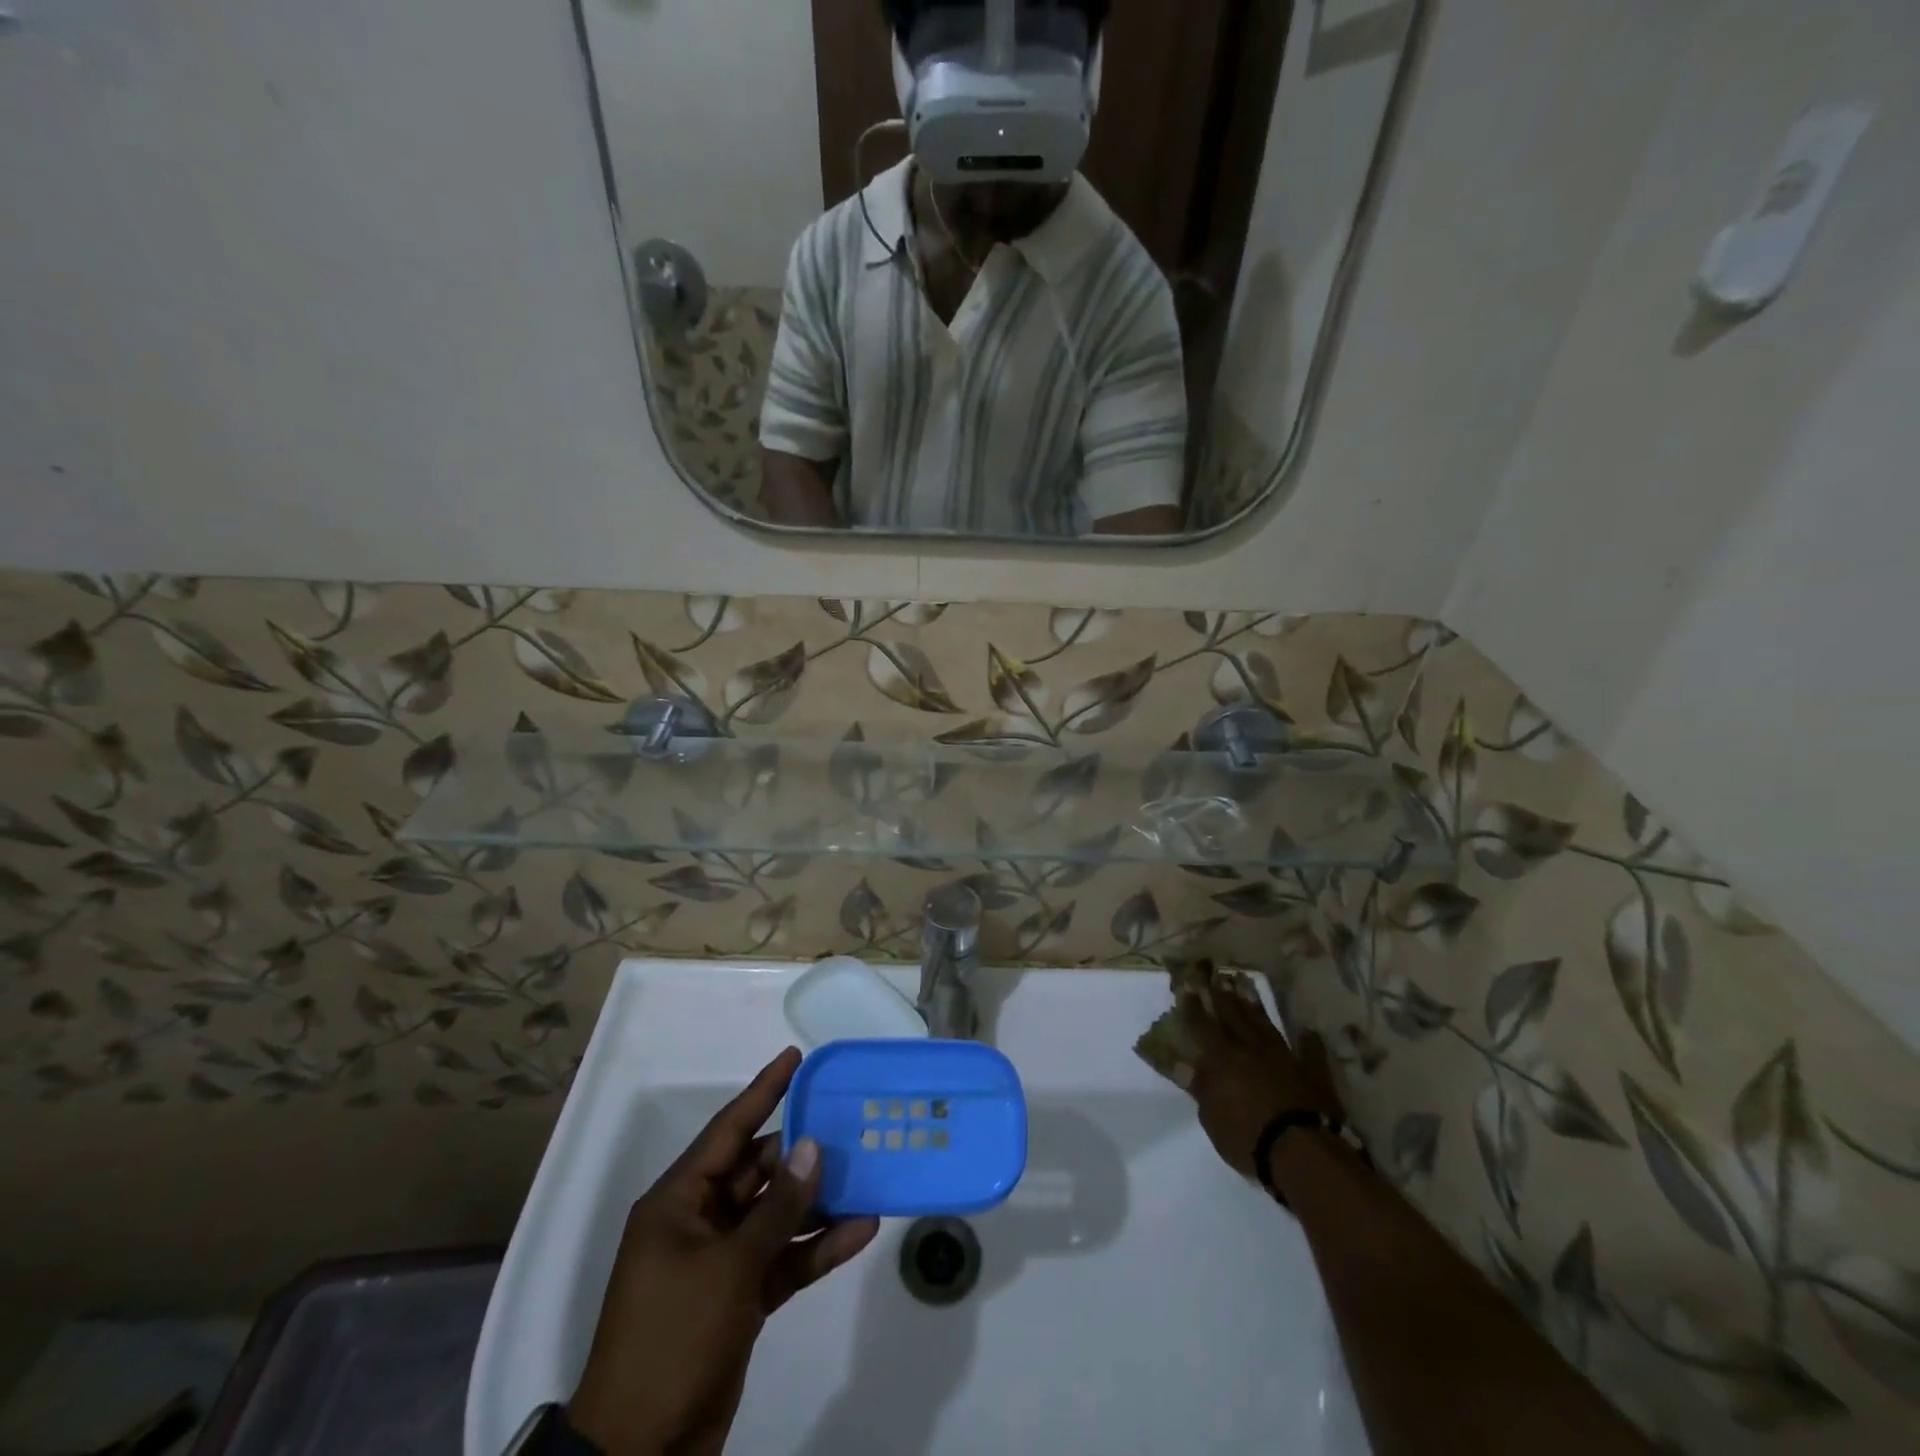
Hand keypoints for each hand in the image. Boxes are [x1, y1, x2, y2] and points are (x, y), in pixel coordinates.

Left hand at [568, 1047, 879, 1455]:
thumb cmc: (673, 1340)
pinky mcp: (740, 1298)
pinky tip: (860, 1231)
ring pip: (777, 1214)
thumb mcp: (728, 1269)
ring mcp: (721, 1261)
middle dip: (802, 1151)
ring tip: (866, 1173)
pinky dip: (817, 1247)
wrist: (639, 1453)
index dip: (763, 1091)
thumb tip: (811, 1147)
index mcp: (679, 1202)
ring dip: (818, 1201)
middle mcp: (699, 1221)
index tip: (795, 1057)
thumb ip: (776, 1208)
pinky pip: (784, 1258)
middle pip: (758, 1170)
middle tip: (850, 1123)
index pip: (728, 1130)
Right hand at [1180, 984, 1341, 1181]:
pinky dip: (1309, 1042)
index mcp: (1222, 1058)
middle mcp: (1250, 1048)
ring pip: (1265, 1025)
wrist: (1301, 1151)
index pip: (1202, 1025)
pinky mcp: (1311, 1073)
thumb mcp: (1211, 1117)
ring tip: (1245, 986)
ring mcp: (1283, 1057)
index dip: (1193, 1006)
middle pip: (1233, 1016)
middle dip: (1222, 996)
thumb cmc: (1247, 1136)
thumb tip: (1183, 1066)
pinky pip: (1310, 1052)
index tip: (1187, 985)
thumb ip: (1200, 1088)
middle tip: (1215, 976)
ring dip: (1254, 1006)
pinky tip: (1308, 1031)